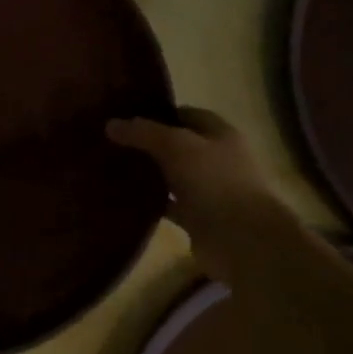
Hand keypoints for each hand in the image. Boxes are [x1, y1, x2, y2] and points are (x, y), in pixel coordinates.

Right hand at [107, 107, 303, 285]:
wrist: (241, 239)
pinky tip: (124, 200)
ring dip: (149, 175)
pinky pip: (170, 206)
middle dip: (149, 145)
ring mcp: (208, 191)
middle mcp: (216, 160)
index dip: (159, 113)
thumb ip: (144, 133)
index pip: (187, 115)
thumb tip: (111, 123)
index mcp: (220, 134)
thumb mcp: (176, 146)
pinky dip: (151, 203)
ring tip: (112, 169)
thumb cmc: (214, 181)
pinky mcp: (198, 219)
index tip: (126, 117)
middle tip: (113, 143)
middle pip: (178, 146)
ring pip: (172, 177)